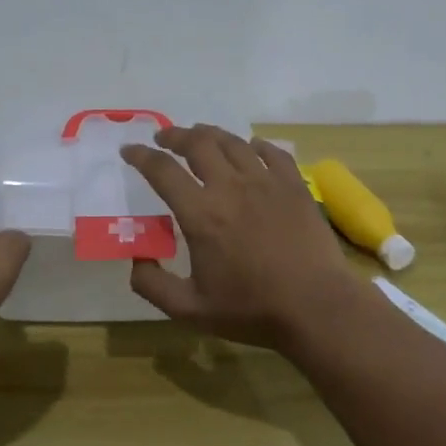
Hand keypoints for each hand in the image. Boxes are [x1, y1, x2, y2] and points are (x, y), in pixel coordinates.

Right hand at [120, 125, 358, 350]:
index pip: (162, 170)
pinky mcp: (294, 185)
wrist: (316, 307)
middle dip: (174, 135)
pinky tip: (251, 148)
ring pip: (233, 142)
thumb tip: (136, 260)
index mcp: (201, 213)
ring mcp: (266, 182)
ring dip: (210, 134)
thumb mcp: (190, 310)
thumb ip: (153, 286)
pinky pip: (272, 152)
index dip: (141, 156)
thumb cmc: (252, 310)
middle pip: (197, 143)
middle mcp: (230, 187)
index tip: (129, 151)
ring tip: (200, 135)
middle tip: (164, 138)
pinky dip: (255, 145)